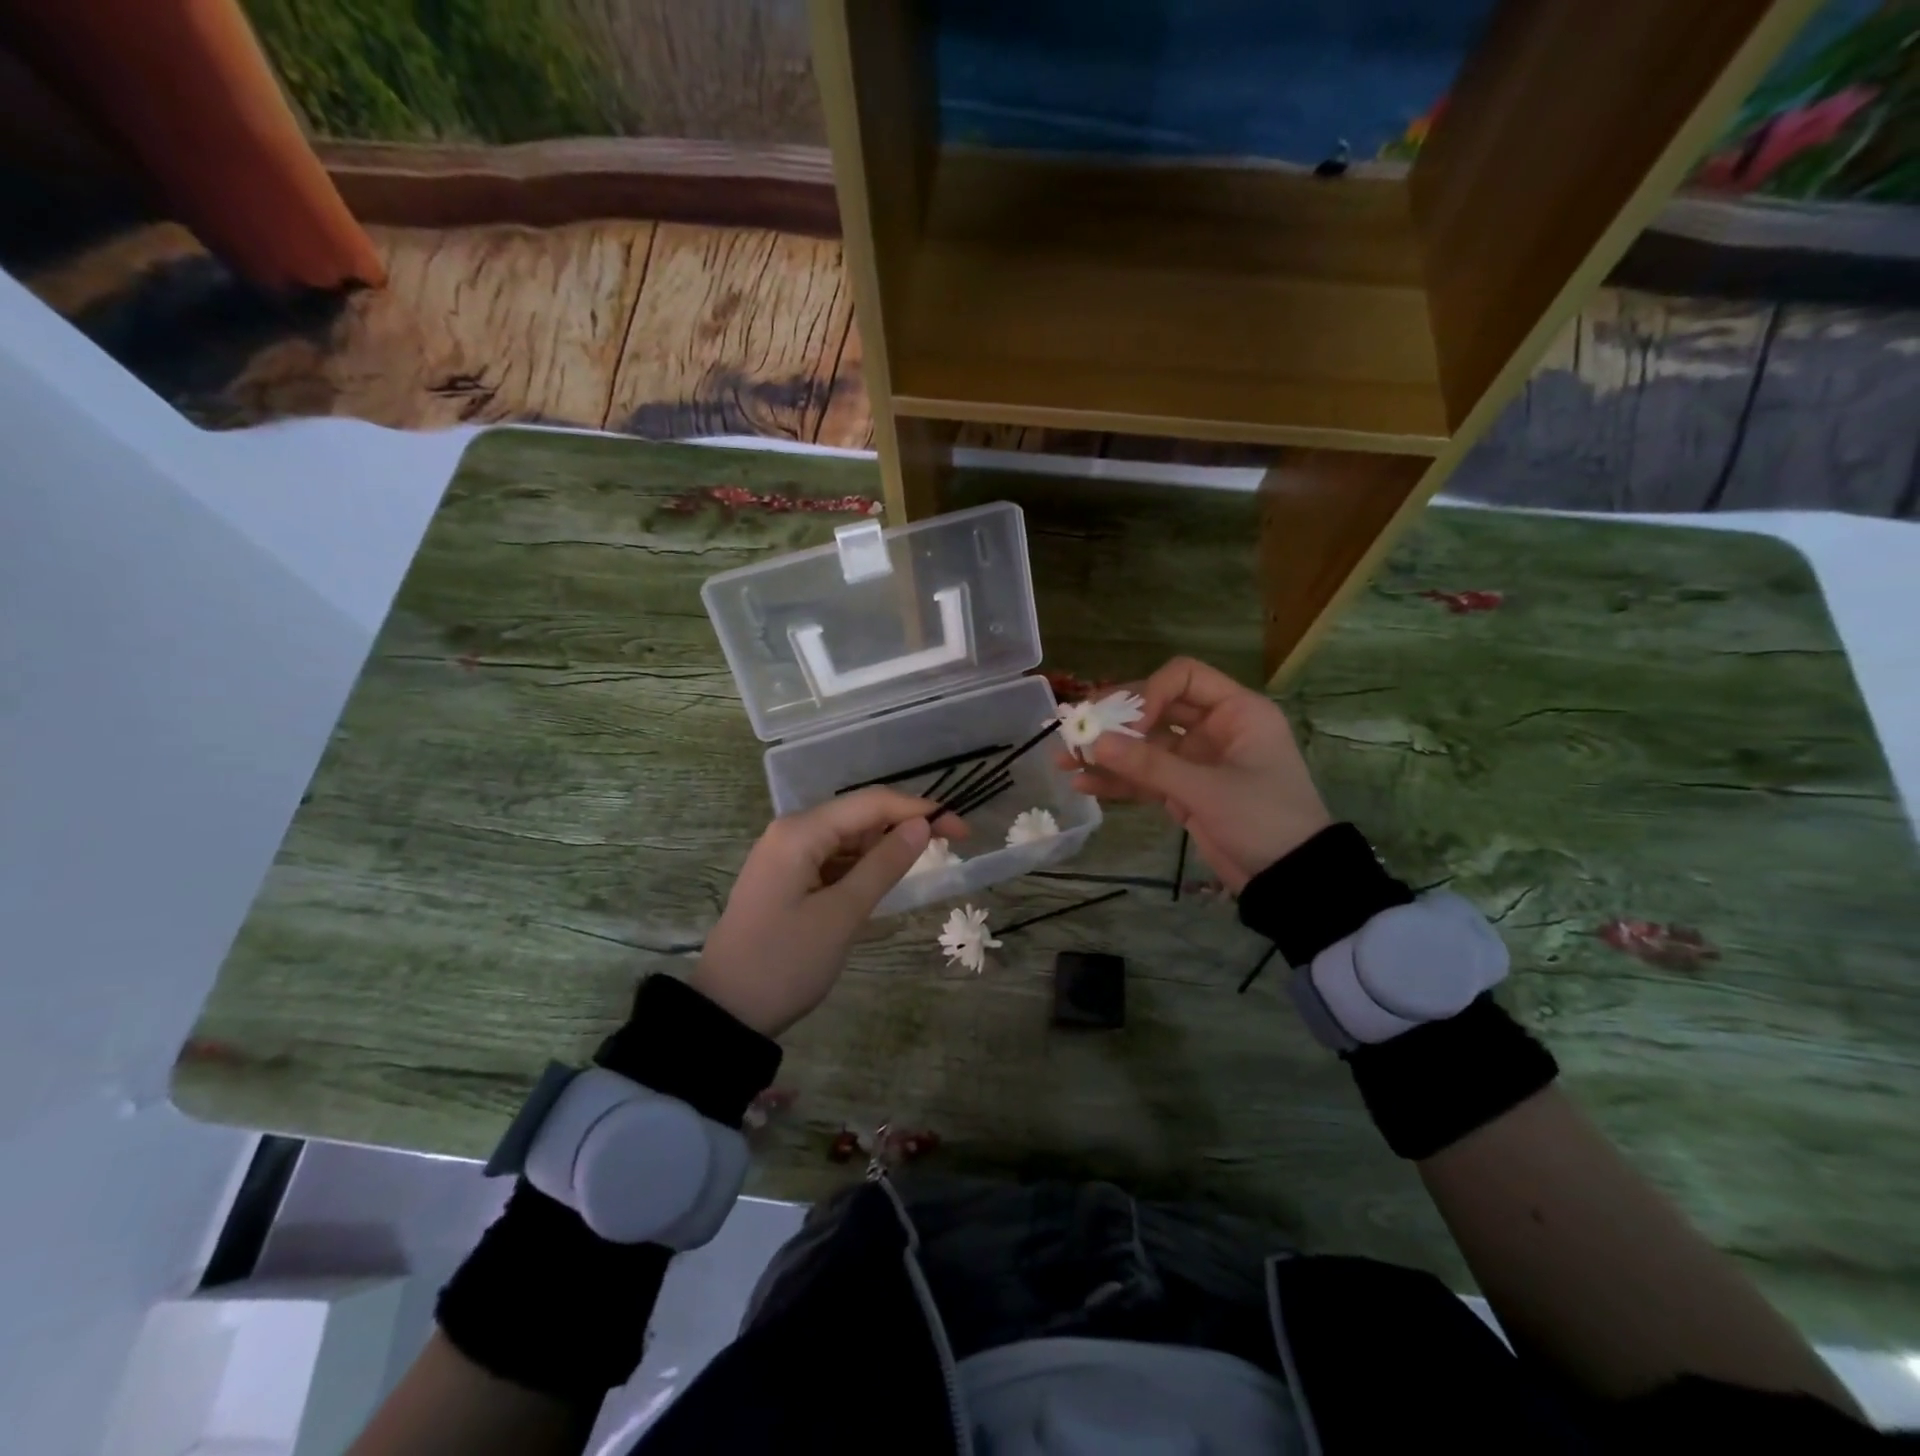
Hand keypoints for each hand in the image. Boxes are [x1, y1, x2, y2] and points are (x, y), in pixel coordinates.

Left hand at [689, 789, 962, 1036]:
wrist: (725, 1013)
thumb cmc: (785, 962)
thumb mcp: (842, 915)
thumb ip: (884, 865)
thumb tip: (921, 826)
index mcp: (800, 831)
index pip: (871, 803)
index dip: (920, 810)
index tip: (962, 831)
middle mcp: (791, 831)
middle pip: (859, 815)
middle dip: (903, 827)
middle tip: (949, 850)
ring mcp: (785, 854)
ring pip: (847, 838)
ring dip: (883, 847)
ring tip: (922, 866)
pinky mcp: (786, 877)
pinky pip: (833, 859)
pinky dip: (861, 866)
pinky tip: (882, 882)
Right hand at [1063, 656, 1331, 892]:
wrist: (1291, 880)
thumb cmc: (1263, 819)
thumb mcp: (1206, 790)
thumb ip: (1148, 765)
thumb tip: (1092, 742)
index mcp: (1236, 711)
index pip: (1182, 677)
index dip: (1148, 692)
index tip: (1126, 725)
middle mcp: (1215, 728)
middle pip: (1155, 708)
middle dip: (1115, 720)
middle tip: (1074, 728)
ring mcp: (1198, 761)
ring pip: (1145, 746)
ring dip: (1108, 753)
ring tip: (1064, 759)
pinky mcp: (1185, 791)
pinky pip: (1146, 778)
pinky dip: (1119, 781)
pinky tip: (1084, 785)